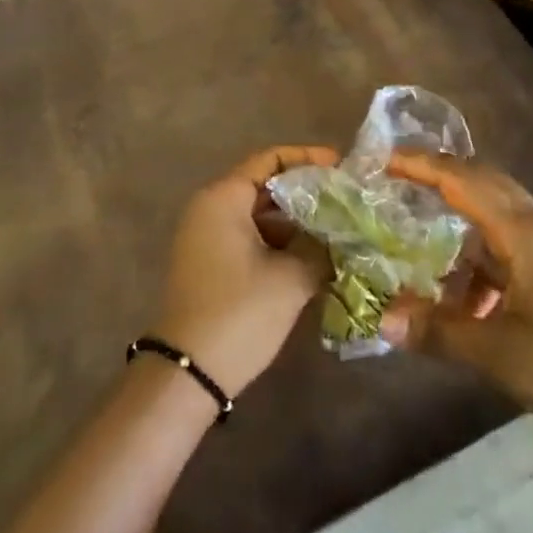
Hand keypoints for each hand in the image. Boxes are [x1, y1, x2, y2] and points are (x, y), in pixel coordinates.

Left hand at [154, 146, 340, 397]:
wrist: (188, 373)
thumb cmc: (239, 313)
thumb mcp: (289, 279)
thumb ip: (319, 248)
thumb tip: (341, 235)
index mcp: (224, 197)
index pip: (270, 159)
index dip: (307, 159)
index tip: (341, 167)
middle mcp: (211, 207)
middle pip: (264, 185)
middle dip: (305, 193)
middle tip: (345, 201)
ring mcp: (206, 235)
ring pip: (258, 214)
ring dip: (294, 222)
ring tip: (336, 229)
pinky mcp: (209, 262)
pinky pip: (249, 236)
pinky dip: (278, 242)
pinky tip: (312, 257)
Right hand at [379, 154, 532, 450]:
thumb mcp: (499, 355)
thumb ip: (438, 331)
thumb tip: (382, 318)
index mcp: (525, 233)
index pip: (464, 181)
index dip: (422, 166)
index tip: (384, 160)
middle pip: (485, 181)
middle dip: (441, 175)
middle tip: (398, 180)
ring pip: (501, 211)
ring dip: (463, 214)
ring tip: (424, 233)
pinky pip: (514, 241)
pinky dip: (484, 250)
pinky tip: (469, 290)